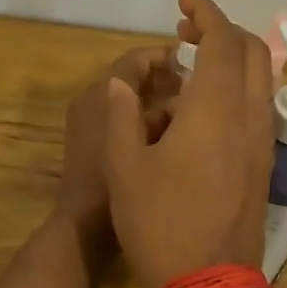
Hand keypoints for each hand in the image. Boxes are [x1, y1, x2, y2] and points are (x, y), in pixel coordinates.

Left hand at [57, 46, 181, 241]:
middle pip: (134, 80)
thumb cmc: (114, 182)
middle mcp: (90, 102)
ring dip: (160, 106)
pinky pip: (126, 123)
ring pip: (132, 104)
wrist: (83, 229)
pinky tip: (176, 141)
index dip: (167, 57)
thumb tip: (187, 89)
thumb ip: (166, 108)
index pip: (136, 60)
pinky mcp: (92, 147)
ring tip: (195, 116)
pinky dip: (148, 126)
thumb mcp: (148, 140)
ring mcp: (89, 126)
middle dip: (168, 83)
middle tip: (202, 91)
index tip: (198, 64)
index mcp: (100, 95)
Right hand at [104, 0, 274, 287]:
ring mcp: (262, 141)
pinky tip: (206, 107)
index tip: (183, 3)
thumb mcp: (125, 168)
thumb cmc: (160, 224)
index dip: (206, 13)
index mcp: (215, 109)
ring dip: (234, 58)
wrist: (210, 284)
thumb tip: (122, 84)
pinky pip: (259, 106)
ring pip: (261, 79)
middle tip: (186, 33)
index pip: (222, 41)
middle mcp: (249, 116)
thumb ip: (122, 116)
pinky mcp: (264, 163)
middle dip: (223, 30)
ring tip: (193, 66)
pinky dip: (239, 86)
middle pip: (252, 51)